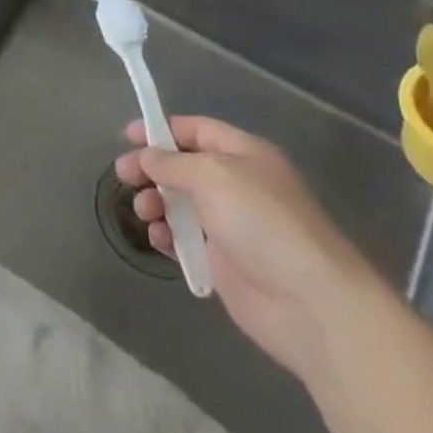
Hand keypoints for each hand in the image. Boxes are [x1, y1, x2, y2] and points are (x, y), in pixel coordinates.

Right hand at [115, 116, 384, 382]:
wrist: (308, 303)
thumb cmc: (262, 222)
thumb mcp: (212, 175)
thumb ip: (172, 162)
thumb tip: (147, 157)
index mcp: (244, 154)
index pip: (196, 130)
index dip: (162, 129)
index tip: (127, 136)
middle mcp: (238, 185)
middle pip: (183, 166)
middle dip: (151, 168)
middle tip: (123, 175)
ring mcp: (231, 224)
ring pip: (180, 202)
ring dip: (156, 202)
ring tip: (144, 211)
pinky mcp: (224, 261)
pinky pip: (184, 238)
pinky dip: (166, 235)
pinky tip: (157, 238)